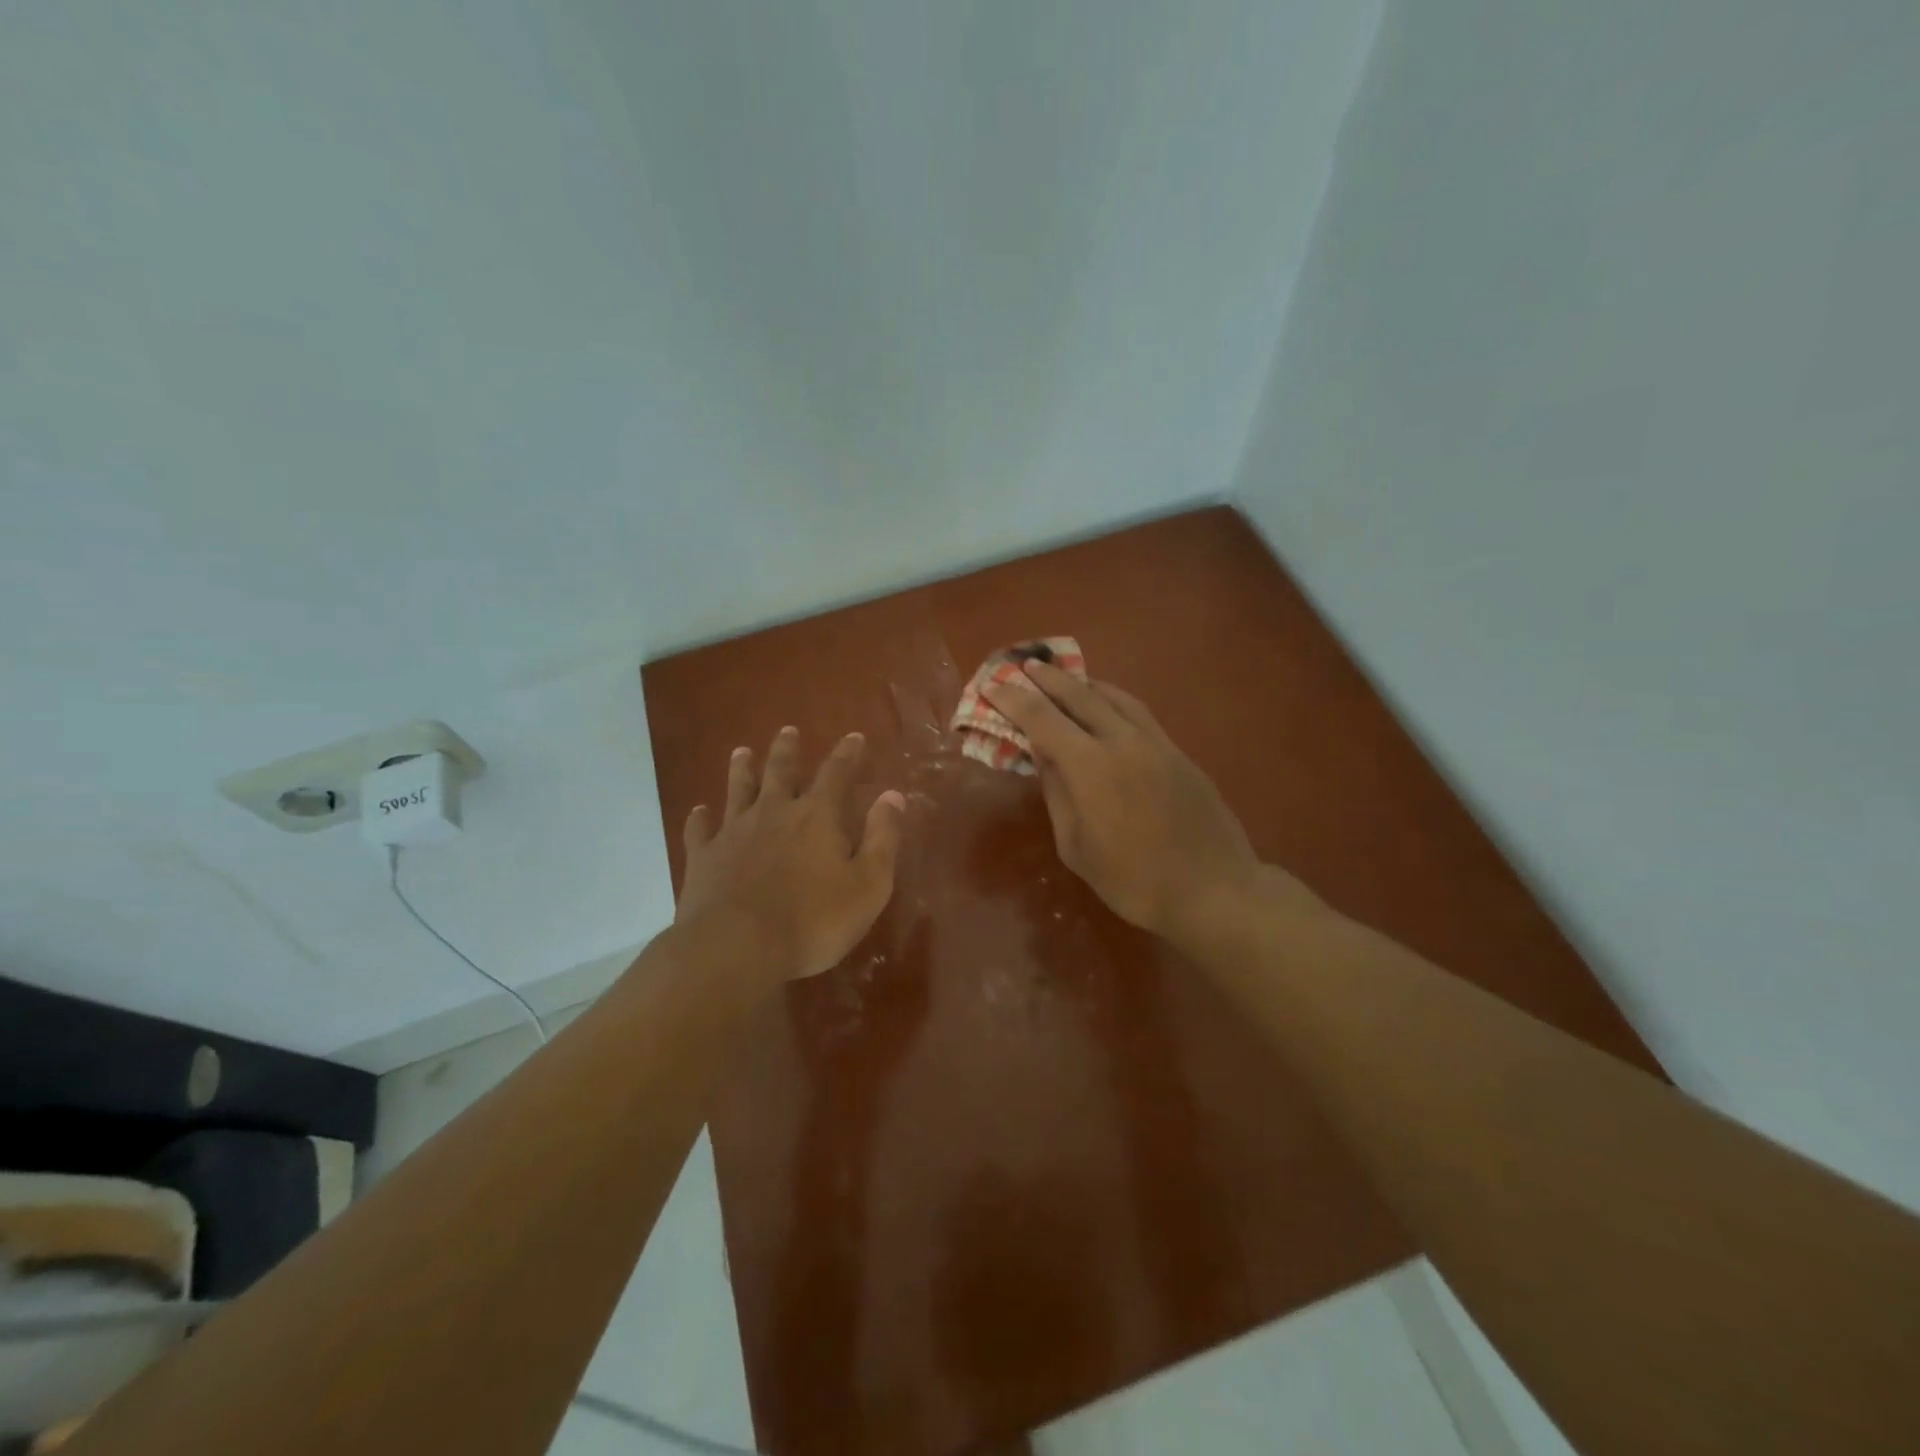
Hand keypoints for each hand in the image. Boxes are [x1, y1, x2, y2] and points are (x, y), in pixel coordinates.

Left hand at [678, 726, 905, 983]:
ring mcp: (734, 833)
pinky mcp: (703, 858)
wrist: (736, 948)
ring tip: (742, 752)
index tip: (853, 737)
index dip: (847, 754)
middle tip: (788, 730)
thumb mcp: (868, 884)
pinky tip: (699, 812)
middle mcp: (774, 813)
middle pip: (780, 771)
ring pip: (738, 790)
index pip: (836, 773)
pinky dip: (700, 819)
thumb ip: (882, 837)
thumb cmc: (813, 920)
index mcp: (817, 816)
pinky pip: (700, 830)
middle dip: (787, 749)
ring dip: (742, 770)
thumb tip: (893, 795)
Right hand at [983, 661, 1265, 944]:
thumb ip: (1057, 794)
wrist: (1212, 889)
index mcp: (1091, 767)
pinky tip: (1106, 703)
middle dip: (1046, 678)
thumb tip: (1043, 757)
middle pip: (1079, 695)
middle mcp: (1122, 741)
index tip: (993, 687)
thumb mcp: (1077, 848)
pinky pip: (1138, 711)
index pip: (1042, 719)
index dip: (1014, 701)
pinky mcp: (1177, 751)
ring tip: (1062, 676)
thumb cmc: (1133, 881)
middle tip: (1023, 665)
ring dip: (1082, 682)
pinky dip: (1112, 698)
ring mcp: (1155, 742)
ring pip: (1113, 696)